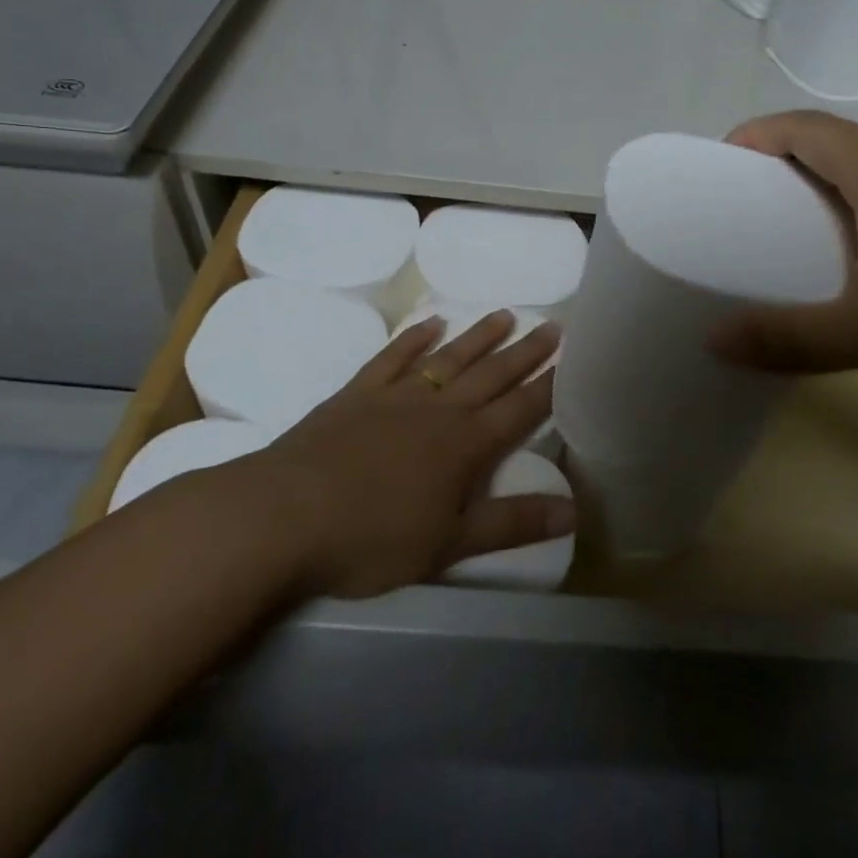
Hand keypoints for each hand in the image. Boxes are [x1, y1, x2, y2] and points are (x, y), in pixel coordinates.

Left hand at [252, 311, 571, 597]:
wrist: (284, 515)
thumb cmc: (372, 537)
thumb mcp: (449, 544)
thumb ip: (511, 524)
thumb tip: (574, 510)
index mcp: (466, 445)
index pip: (519, 409)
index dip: (548, 386)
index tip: (571, 360)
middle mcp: (439, 410)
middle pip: (492, 374)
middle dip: (525, 352)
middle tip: (552, 325)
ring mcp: (397, 396)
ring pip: (450, 358)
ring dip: (479, 336)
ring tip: (506, 314)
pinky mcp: (358, 394)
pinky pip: (394, 357)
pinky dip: (414, 338)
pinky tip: (431, 324)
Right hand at [708, 111, 857, 400]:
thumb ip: (787, 338)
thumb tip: (712, 340)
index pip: (805, 127)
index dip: (756, 134)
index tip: (718, 166)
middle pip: (828, 140)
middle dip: (775, 158)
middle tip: (737, 202)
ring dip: (813, 182)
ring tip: (777, 228)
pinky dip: (845, 205)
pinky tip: (841, 256)